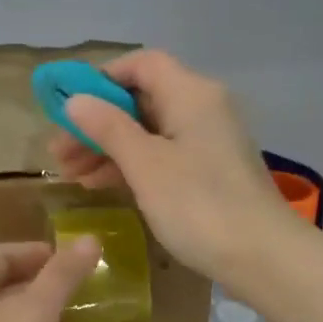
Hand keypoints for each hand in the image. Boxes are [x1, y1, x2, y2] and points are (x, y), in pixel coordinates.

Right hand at [49, 49, 297, 291]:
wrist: (263, 257)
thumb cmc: (199, 205)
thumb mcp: (145, 165)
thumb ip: (107, 128)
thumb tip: (75, 100)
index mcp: (190, 93)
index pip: (141, 65)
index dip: (101, 80)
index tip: (69, 108)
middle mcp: (202, 107)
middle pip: (141, 100)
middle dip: (97, 123)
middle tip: (59, 153)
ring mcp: (207, 141)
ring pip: (148, 131)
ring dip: (108, 148)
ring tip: (71, 175)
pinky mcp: (209, 171)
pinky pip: (162, 155)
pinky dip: (131, 165)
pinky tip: (100, 184)